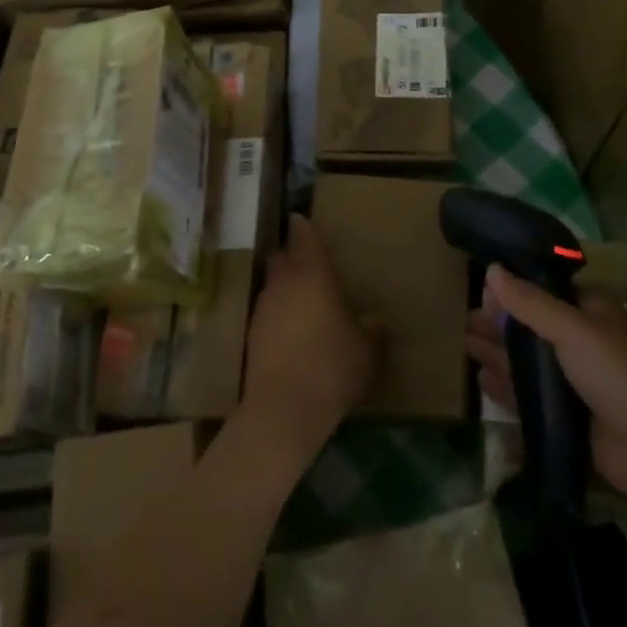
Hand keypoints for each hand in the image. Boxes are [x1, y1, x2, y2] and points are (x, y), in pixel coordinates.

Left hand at [241, 216, 376, 450]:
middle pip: (280, 256)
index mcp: (312, 275)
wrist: (284, 408)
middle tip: (305, 261)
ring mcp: (263, 308)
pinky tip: (290, 330)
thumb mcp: (366, 350)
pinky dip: (277, 312)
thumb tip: (375, 320)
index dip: (302, 226)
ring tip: (301, 298)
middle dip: (290, 254)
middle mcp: (283, 283)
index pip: (303, 238)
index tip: (300, 217)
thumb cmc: (332, 367)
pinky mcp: (251, 334)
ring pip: (271, 284)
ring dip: (283, 285)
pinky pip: (266, 311)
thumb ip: (371, 330)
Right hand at [468, 266, 626, 515]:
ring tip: (464, 344)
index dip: (514, 290)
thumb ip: (530, 302)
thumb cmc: (618, 374)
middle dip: (500, 323)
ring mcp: (577, 383)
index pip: (545, 292)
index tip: (481, 289)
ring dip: (498, 352)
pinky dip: (507, 387)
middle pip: (533, 327)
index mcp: (591, 312)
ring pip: (529, 362)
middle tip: (464, 320)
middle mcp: (583, 343)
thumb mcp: (572, 329)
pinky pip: (531, 398)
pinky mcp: (571, 419)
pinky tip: (482, 379)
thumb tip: (491, 270)